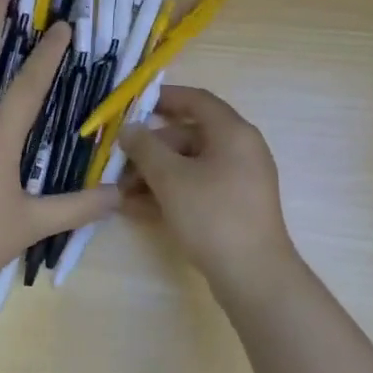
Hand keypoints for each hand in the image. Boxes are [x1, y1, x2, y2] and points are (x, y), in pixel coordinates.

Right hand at [118, 86, 299, 296]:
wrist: (253, 275)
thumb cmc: (212, 215)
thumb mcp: (171, 178)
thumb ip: (145, 148)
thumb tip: (129, 128)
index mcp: (233, 132)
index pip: (197, 100)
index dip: (165, 98)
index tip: (134, 104)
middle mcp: (240, 150)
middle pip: (189, 136)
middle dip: (151, 149)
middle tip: (118, 164)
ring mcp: (239, 181)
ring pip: (190, 166)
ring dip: (155, 175)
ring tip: (120, 192)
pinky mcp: (234, 208)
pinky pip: (197, 188)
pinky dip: (170, 193)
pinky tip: (137, 208)